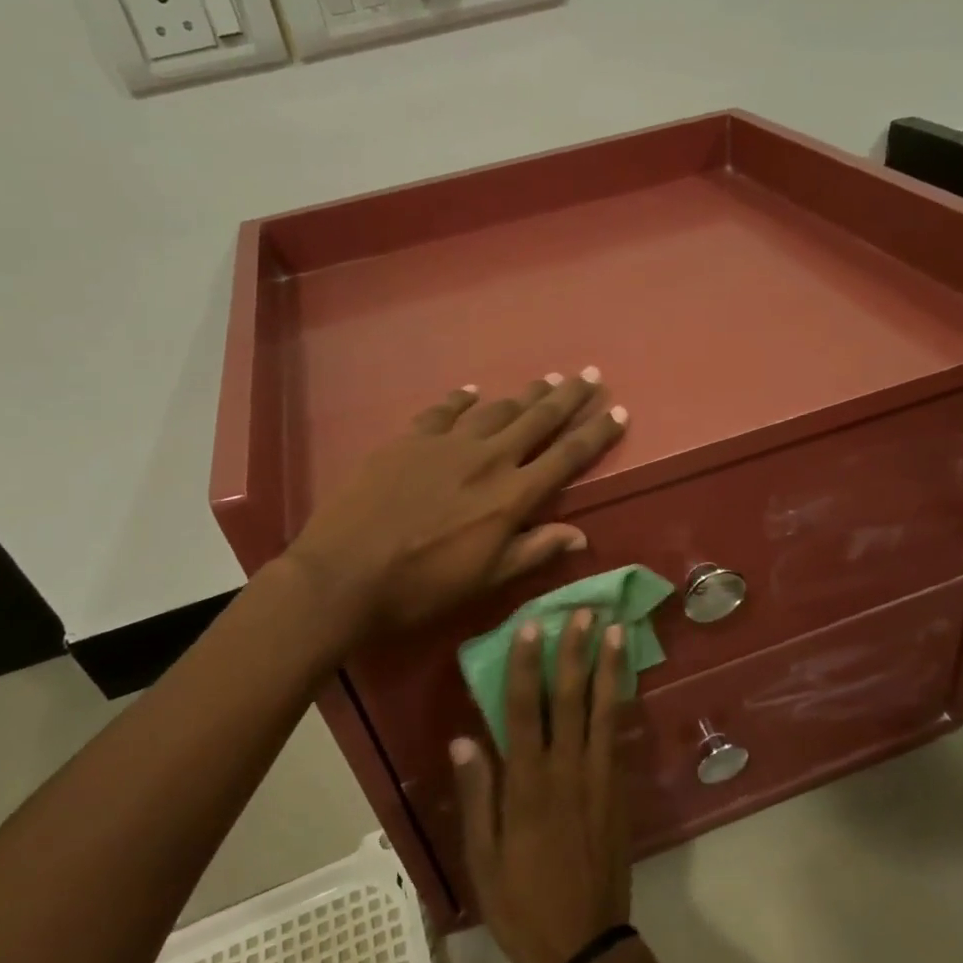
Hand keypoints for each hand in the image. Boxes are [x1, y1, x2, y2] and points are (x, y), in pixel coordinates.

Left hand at [285, 371, 625, 636]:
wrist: (344, 574)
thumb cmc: (421, 588)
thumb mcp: (486, 579)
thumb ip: (534, 550)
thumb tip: (580, 534)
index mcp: (512, 496)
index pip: (567, 456)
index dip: (596, 434)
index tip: (618, 412)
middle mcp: (487, 459)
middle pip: (538, 419)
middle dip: (569, 396)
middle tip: (591, 374)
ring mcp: (446, 444)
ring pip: (497, 409)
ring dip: (525, 394)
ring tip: (547, 380)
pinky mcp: (409, 439)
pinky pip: (443, 410)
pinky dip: (462, 399)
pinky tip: (473, 391)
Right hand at [451, 610, 632, 962]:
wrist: (585, 946)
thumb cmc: (522, 904)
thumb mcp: (483, 859)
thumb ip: (478, 795)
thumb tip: (463, 739)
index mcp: (528, 786)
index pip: (524, 712)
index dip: (526, 666)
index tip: (530, 627)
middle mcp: (567, 771)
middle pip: (569, 700)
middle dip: (574, 652)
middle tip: (583, 612)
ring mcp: (598, 778)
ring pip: (602, 711)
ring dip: (607, 667)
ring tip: (615, 630)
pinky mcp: (618, 791)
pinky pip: (617, 737)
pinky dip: (620, 703)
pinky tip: (623, 680)